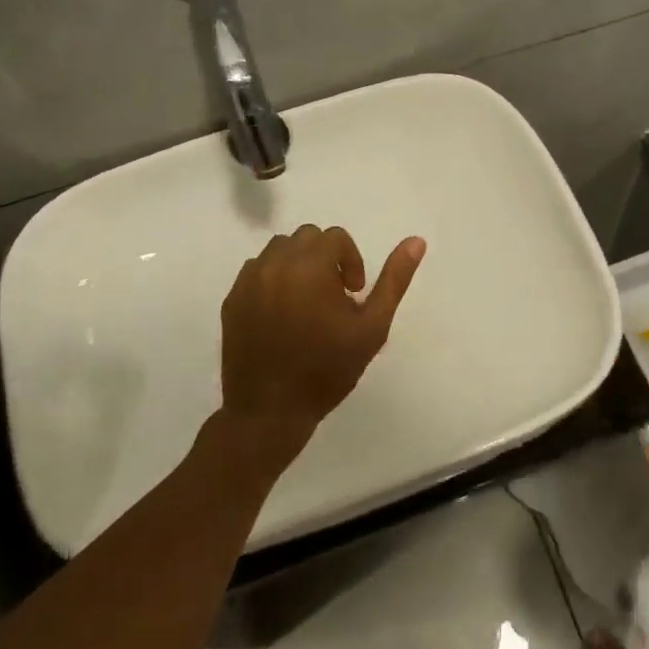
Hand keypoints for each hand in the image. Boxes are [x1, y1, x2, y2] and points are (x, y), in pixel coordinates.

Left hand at [219, 225, 425, 478]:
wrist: (271, 412)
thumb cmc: (328, 370)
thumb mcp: (372, 327)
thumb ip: (394, 280)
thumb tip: (416, 240)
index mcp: (310, 267)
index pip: (335, 237)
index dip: (351, 261)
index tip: (353, 294)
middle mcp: (275, 264)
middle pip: (307, 237)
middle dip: (325, 259)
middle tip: (333, 298)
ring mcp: (248, 281)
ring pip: (279, 250)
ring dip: (299, 265)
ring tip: (308, 303)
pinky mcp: (231, 299)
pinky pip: (256, 270)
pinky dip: (273, 279)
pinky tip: (282, 314)